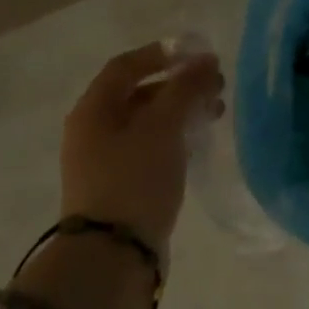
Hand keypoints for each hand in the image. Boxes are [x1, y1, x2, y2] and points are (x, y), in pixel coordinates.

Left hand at [60, 42, 225, 256]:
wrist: (112, 254)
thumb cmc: (135, 179)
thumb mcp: (163, 127)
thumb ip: (185, 89)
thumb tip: (205, 59)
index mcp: (93, 109)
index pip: (125, 66)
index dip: (162, 54)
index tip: (198, 54)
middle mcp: (92, 130)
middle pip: (138, 94)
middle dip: (179, 85)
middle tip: (216, 87)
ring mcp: (104, 160)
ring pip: (146, 122)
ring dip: (180, 111)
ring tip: (216, 114)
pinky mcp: (119, 185)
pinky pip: (148, 148)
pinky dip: (174, 138)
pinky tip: (198, 144)